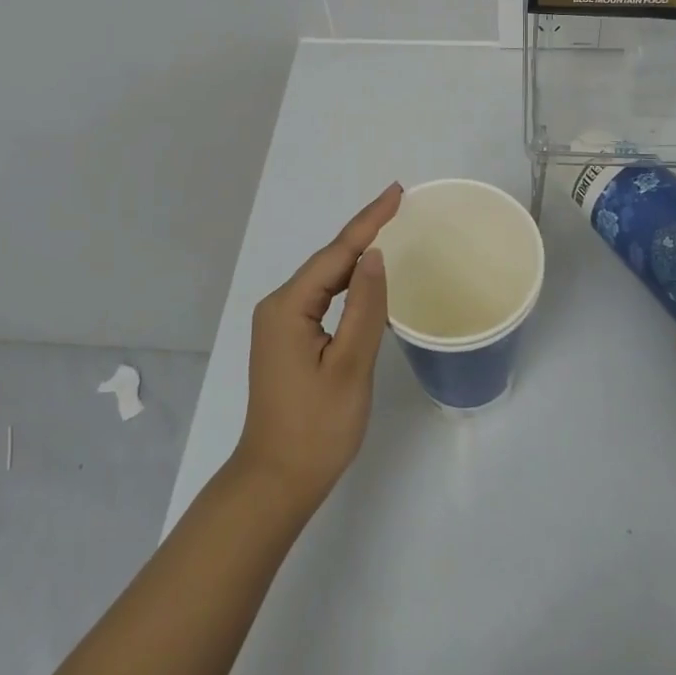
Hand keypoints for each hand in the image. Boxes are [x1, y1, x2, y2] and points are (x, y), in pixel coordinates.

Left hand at [233, 183, 401, 508]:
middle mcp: (279, 306)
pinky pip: (322, 298)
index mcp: (289, 307)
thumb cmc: (317, 428)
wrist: (276, 482)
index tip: (397, 192)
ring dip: (356, 254)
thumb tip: (375, 255)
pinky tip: (366, 279)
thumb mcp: (349, 366)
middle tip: (400, 204)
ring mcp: (281, 324)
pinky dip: (347, 282)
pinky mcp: (288, 340)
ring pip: (325, 278)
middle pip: (329, 260)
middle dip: (364, 230)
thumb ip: (365, 307)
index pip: (337, 253)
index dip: (369, 220)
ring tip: (389, 229)